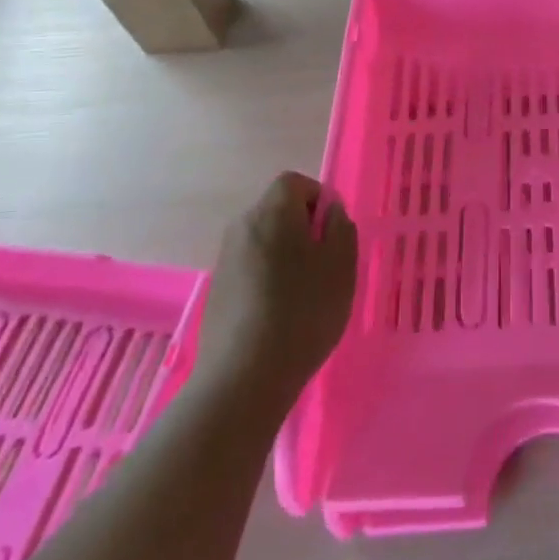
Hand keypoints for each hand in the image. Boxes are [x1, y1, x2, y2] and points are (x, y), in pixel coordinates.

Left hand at [194, 172, 358, 401]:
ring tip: (306, 293)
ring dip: (286, 255)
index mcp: (272, 212)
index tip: (333, 233)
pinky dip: (268, 279)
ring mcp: (225, 260)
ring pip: (264, 241)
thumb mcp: (341, 265)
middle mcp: (242, 227)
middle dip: (303, 228)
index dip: (318, 198)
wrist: (244, 377)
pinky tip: (281, 314)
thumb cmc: (303, 311)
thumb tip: (329, 212)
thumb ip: (340, 227)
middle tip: (326, 264)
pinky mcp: (217, 291)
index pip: (294, 182)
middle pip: (277, 210)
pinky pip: (251, 268)